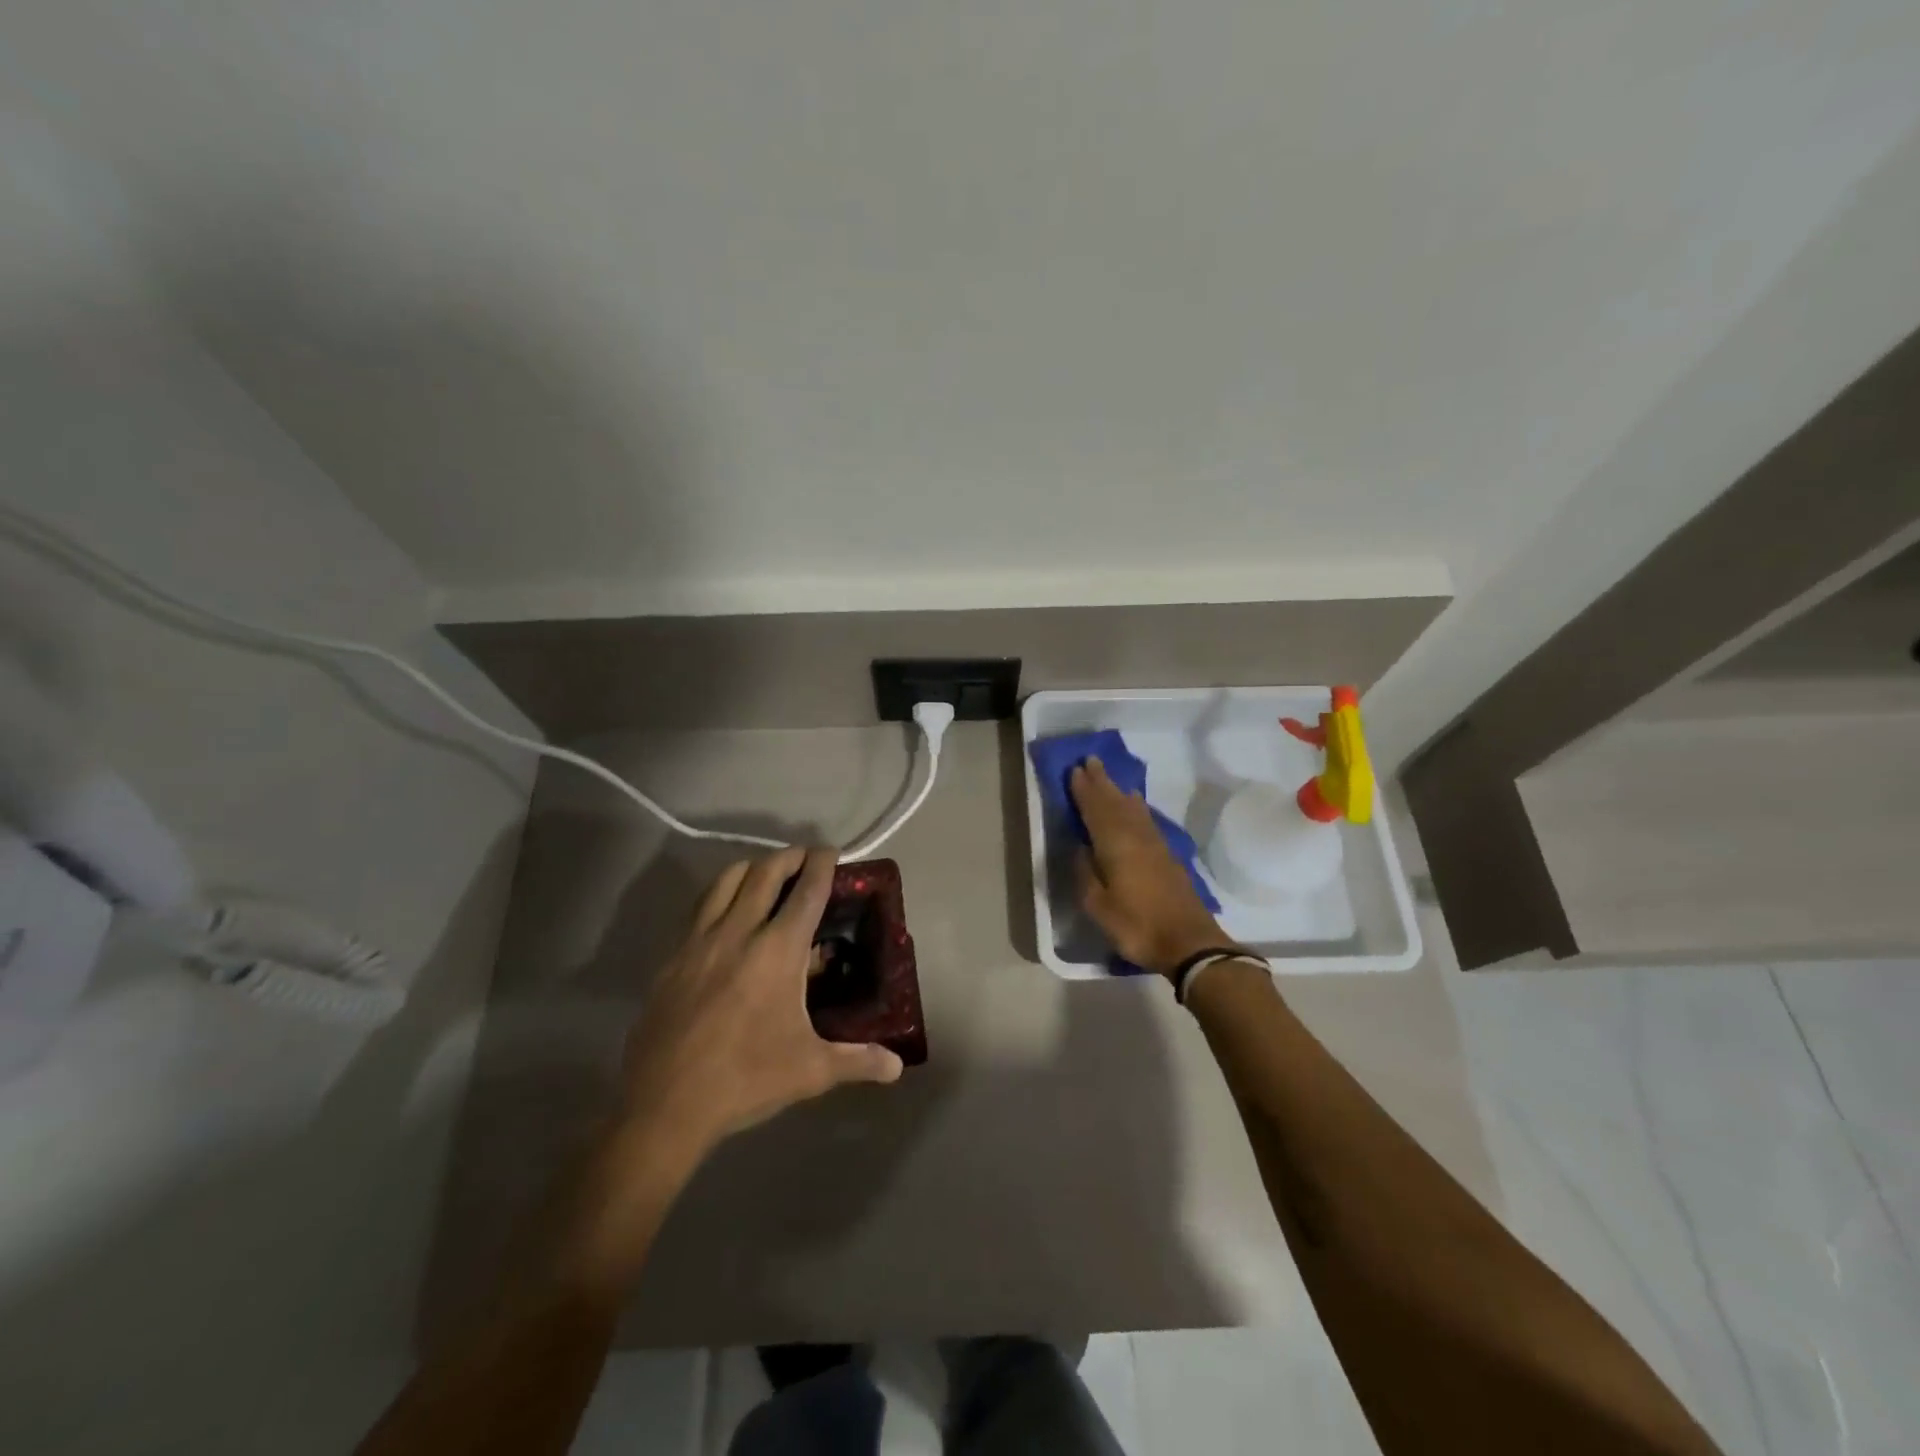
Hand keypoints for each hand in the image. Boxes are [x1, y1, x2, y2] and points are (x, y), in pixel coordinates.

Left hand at [617, 846, 904, 1158]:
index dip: (823, 865)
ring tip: (766, 876)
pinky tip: (728, 916)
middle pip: (765, 872)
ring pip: (726, 880)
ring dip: (752, 868)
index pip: (807, 892)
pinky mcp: (673, 957)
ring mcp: (700, 941)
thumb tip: (897, 1066)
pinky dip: (721, 895)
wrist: (665, 1104)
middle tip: (805, 858)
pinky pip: (701, 908)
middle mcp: (739, 932)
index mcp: (778, 951)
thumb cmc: (746, 1079)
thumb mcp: (810, 1071)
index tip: (832, 851)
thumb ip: (858, 1060)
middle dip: (789, 857)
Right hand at [1070, 758, 1240, 977]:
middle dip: (1101, 782)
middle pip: (1115, 803)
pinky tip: (1137, 805)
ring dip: (1118, 791)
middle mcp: (1136, 837)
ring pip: (1133, 809)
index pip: (1095, 810)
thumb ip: (1086, 874)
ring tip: (1109, 777)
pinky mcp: (1168, 856)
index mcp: (1115, 845)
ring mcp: (1155, 845)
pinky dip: (1137, 808)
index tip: (1074, 770)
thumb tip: (1080, 848)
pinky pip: (1146, 820)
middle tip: (1090, 761)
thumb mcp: (1099, 906)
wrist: (1189, 943)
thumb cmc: (1137, 925)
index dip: (1084, 790)